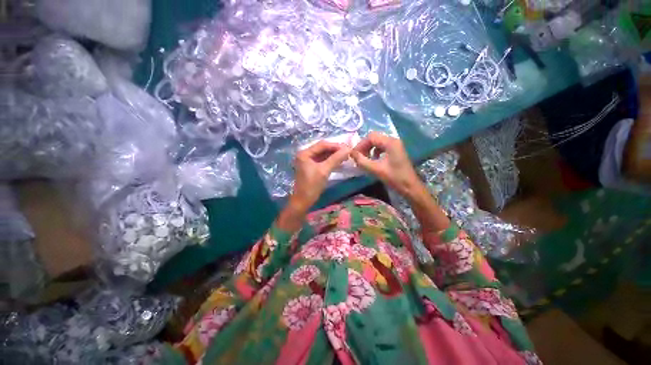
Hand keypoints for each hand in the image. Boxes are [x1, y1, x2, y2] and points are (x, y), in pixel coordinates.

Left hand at [290, 141, 350, 211]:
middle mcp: (305, 154)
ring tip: (346, 157)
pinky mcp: (311, 167)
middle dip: (335, 150)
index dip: (336, 145)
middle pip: (323, 148)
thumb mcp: (324, 171)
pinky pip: (322, 161)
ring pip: (323, 155)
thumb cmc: (312, 185)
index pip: (323, 145)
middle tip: (348, 152)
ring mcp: (308, 161)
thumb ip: (336, 159)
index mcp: (305, 153)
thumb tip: (348, 149)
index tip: (348, 148)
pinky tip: (339, 162)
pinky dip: (331, 161)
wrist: (303, 201)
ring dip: (334, 155)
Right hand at [351, 132, 424, 199]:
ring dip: (369, 149)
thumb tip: (351, 153)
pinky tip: (373, 160)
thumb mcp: (376, 170)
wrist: (410, 187)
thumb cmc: (394, 178)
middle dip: (364, 146)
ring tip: (364, 159)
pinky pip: (381, 147)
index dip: (360, 144)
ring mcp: (395, 145)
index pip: (371, 137)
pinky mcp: (395, 151)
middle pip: (374, 138)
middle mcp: (393, 140)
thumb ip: (362, 161)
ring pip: (377, 142)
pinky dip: (374, 152)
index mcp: (390, 142)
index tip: (354, 155)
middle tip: (358, 157)